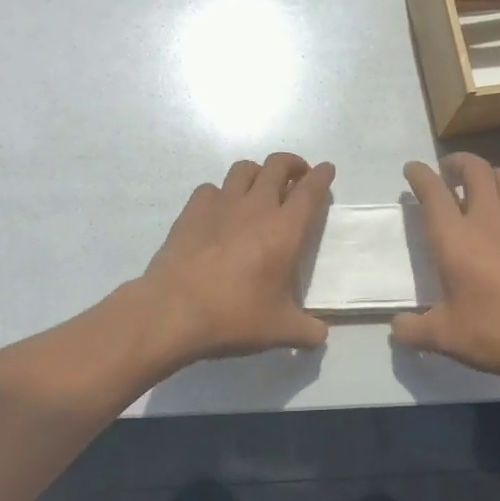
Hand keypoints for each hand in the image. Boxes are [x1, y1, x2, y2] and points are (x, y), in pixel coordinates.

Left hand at [140, 153, 334, 363]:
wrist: (173, 312)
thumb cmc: (233, 317)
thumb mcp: (279, 330)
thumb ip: (306, 331)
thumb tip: (321, 337)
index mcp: (285, 230)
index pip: (310, 190)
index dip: (322, 176)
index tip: (326, 170)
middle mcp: (255, 207)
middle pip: (277, 165)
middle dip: (292, 164)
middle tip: (297, 177)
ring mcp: (220, 205)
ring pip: (244, 169)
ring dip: (258, 172)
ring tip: (260, 188)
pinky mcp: (192, 211)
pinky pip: (211, 188)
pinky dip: (221, 193)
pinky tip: (220, 211)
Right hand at [392, 154, 499, 391]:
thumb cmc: (499, 333)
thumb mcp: (446, 338)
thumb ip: (413, 330)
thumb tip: (397, 327)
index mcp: (455, 238)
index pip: (433, 192)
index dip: (419, 175)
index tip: (412, 169)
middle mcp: (489, 219)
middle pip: (474, 169)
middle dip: (457, 162)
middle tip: (448, 172)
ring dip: (489, 175)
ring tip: (481, 189)